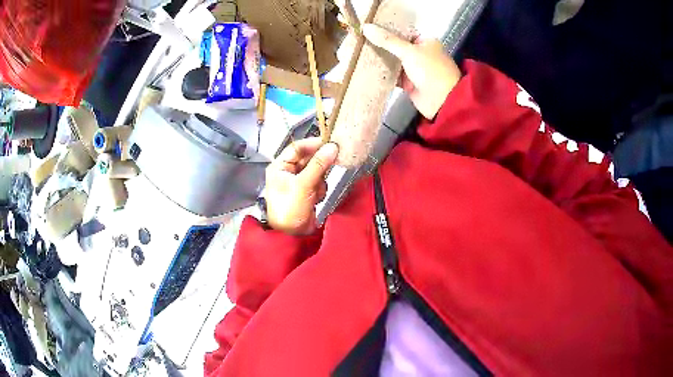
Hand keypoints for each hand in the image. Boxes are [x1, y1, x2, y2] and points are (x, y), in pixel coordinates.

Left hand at [264, 138, 338, 234]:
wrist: (290, 235)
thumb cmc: (290, 207)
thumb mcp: (303, 184)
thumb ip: (318, 165)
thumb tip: (333, 147)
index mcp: (280, 166)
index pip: (298, 147)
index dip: (313, 144)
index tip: (331, 143)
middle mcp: (288, 171)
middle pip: (308, 159)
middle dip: (319, 165)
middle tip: (334, 161)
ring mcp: (298, 182)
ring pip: (316, 171)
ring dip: (320, 180)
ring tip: (316, 191)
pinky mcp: (307, 192)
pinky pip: (318, 183)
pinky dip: (320, 189)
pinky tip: (316, 199)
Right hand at [362, 24, 461, 118]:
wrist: (442, 101)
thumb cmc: (430, 71)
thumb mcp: (409, 52)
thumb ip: (387, 40)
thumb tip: (365, 27)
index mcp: (426, 42)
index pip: (403, 32)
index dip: (386, 30)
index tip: (367, 28)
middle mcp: (421, 53)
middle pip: (397, 47)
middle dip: (380, 45)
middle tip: (359, 40)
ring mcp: (415, 69)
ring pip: (394, 61)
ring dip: (380, 59)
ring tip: (359, 52)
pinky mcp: (409, 83)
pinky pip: (393, 75)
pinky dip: (382, 73)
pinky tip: (366, 69)